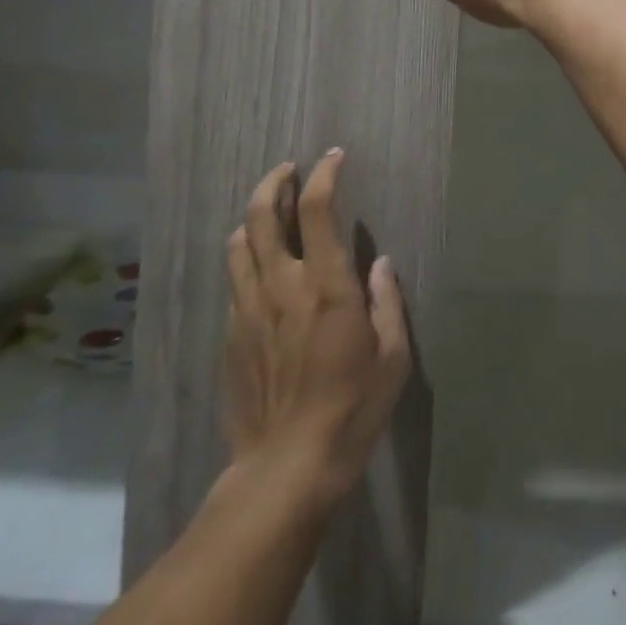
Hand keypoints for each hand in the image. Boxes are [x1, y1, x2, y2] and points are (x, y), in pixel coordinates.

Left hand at [223, 152, 410, 503]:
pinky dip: (246, 256)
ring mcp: (250, 309)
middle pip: (263, 214)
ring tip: (268, 208)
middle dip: (274, 181)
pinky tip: (259, 265)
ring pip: (239, 243)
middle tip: (288, 169)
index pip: (317, 208)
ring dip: (254, 216)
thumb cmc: (352, 409)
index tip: (332, 157)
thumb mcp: (392, 357)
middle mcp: (282, 285)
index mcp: (326, 285)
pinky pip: (234, 280)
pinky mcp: (232, 334)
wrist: (287, 467)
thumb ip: (387, 302)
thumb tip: (378, 262)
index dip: (323, 173)